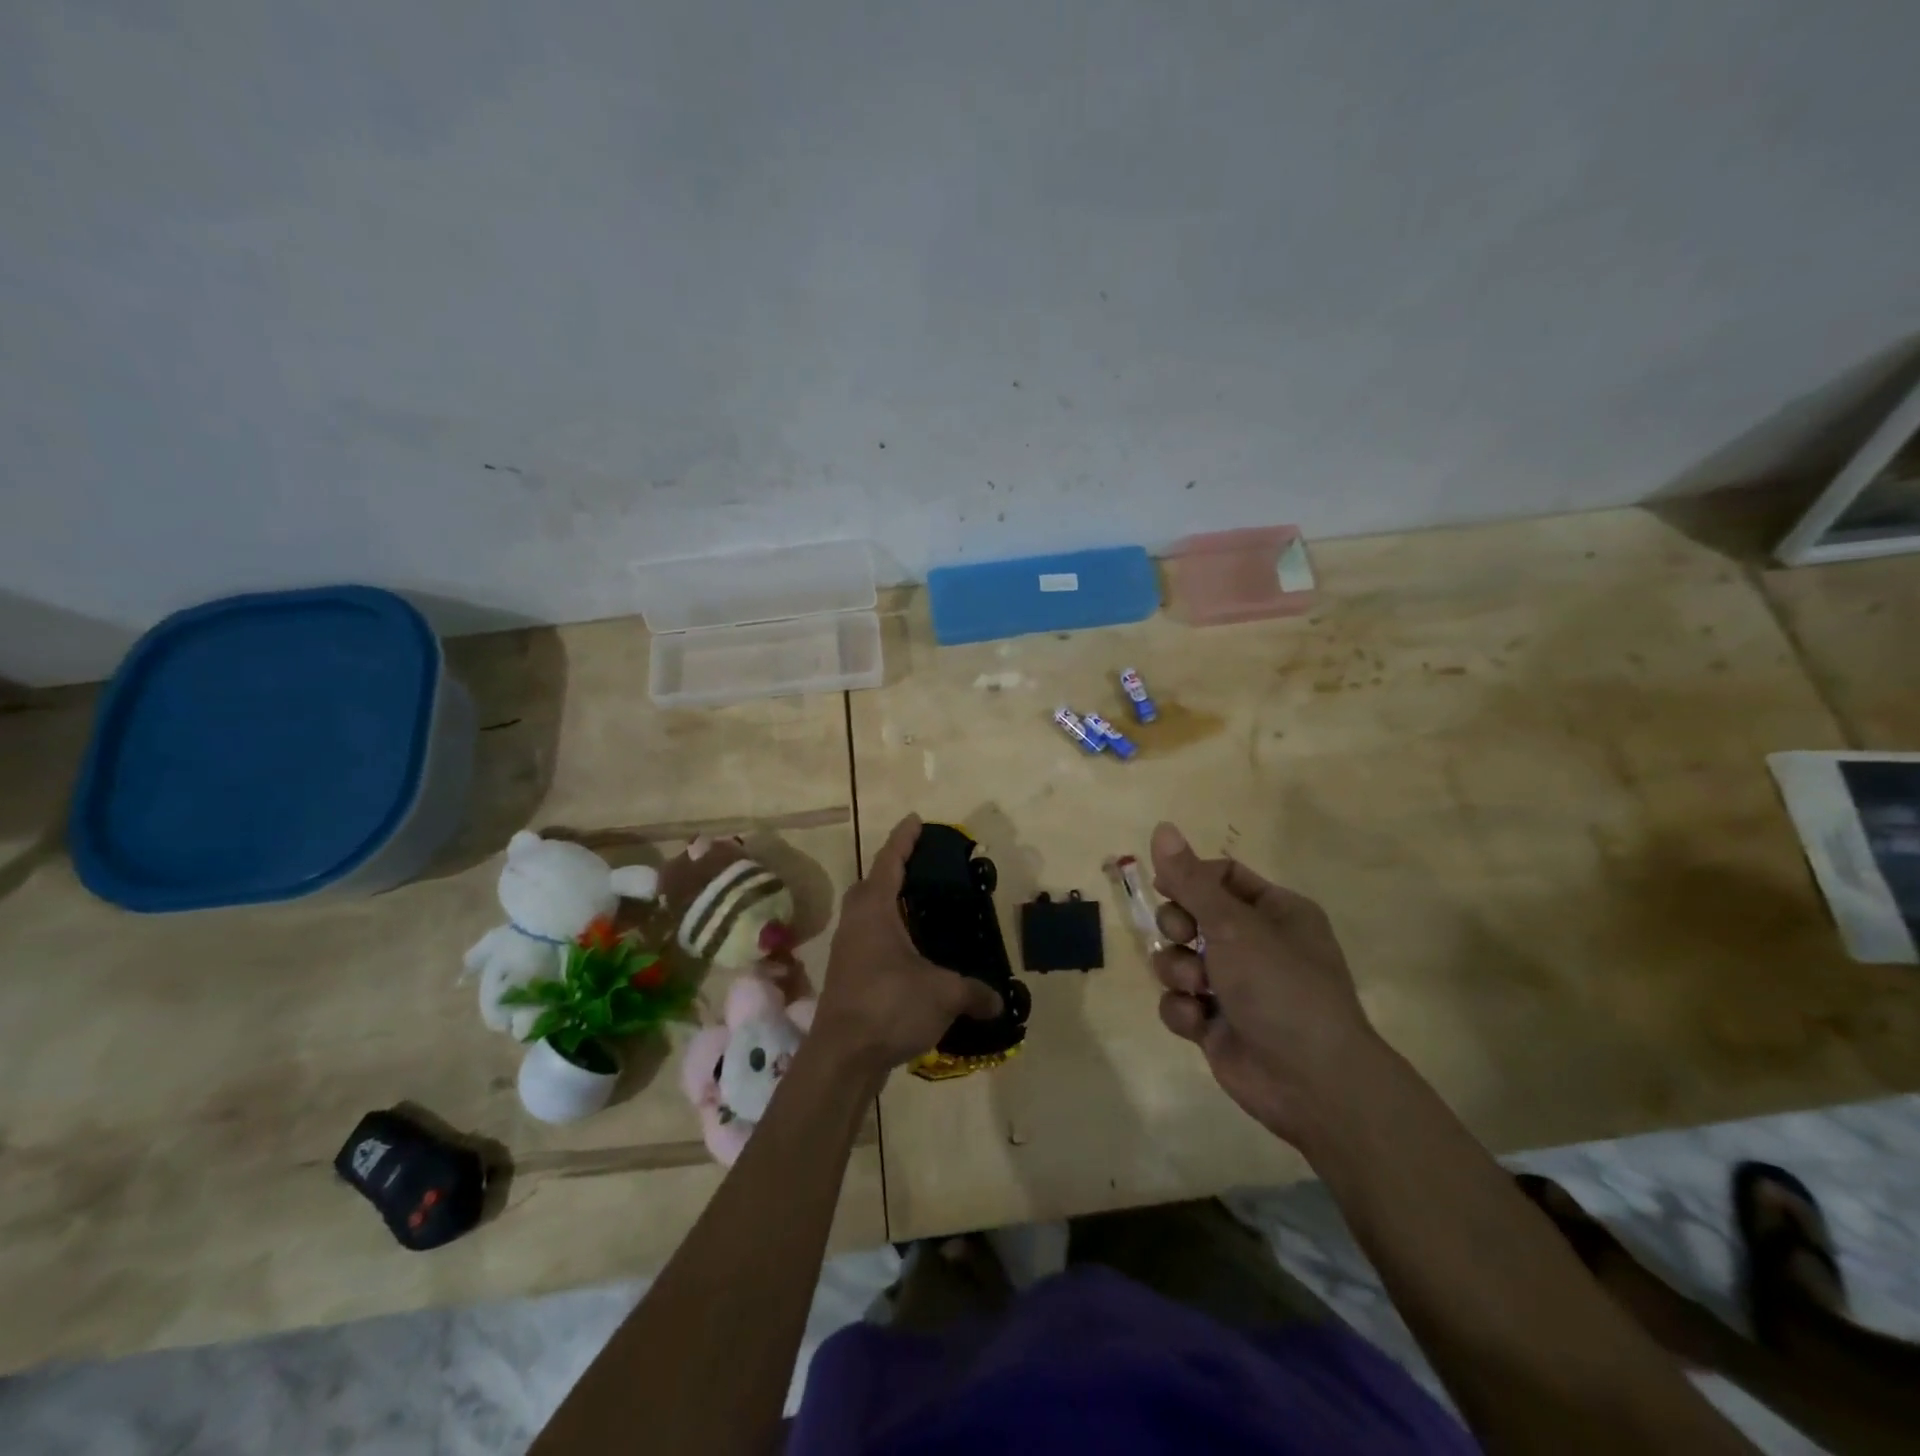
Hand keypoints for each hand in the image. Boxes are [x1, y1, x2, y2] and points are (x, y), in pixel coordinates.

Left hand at [810, 815, 1002, 1082]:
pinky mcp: (847, 975)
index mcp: (875, 910)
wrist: (842, 1057)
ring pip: (866, 914)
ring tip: (917, 909)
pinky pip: (868, 939)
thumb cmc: (889, 1006)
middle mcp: (856, 922)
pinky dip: (887, 934)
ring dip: (887, 904)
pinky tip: (909, 953)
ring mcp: (847, 949)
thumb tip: (999, 1001)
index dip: (904, 839)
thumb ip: (974, 992)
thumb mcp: (943, 994)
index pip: (890, 862)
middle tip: (920, 867)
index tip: (916, 820)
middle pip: (871, 884)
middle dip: (892, 870)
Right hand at [1149, 821, 1380, 1147]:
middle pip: (1191, 914)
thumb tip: (1162, 827)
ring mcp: (1234, 985)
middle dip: (1179, 927)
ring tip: (1198, 988)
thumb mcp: (1233, 924)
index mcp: (1275, 911)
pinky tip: (1200, 1022)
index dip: (1189, 878)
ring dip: (1179, 970)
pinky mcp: (1216, 1023)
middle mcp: (1256, 944)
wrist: (1311, 1082)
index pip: (1221, 876)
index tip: (1165, 885)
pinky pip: (1179, 1001)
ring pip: (1178, 958)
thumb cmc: (1280, 986)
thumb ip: (1190, 879)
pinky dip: (1183, 1009)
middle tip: (1186, 936)